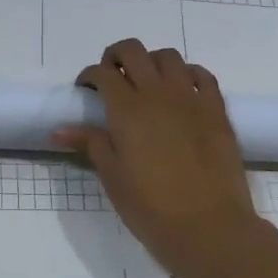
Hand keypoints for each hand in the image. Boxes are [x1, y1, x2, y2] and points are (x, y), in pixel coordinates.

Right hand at [52, 39, 264, 277]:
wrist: (210, 227)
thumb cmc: (152, 208)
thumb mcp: (113, 178)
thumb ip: (91, 145)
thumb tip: (60, 130)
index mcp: (126, 110)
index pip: (102, 72)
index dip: (89, 75)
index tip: (86, 91)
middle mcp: (157, 93)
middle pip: (132, 51)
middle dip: (116, 57)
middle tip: (112, 78)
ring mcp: (191, 98)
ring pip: (168, 57)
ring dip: (151, 62)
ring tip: (147, 84)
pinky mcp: (217, 109)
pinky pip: (201, 75)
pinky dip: (187, 74)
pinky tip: (181, 90)